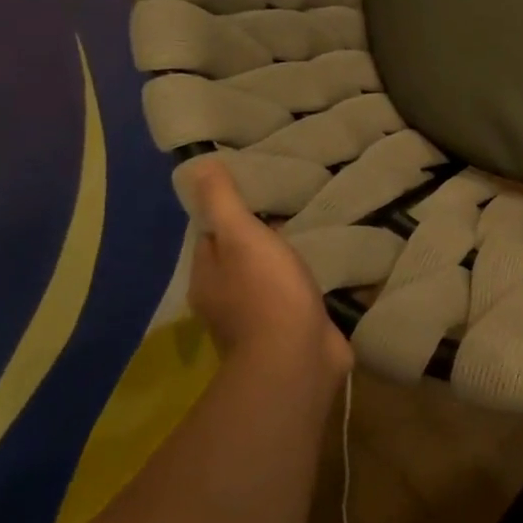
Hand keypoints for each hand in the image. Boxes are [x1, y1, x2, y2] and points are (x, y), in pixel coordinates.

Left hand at [181, 155, 352, 383]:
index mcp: (208, 277)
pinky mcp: (292, 330)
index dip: (227, 214)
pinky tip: (325, 266)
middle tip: (289, 206)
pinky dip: (305, 283)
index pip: (211, 236)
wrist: (297, 357)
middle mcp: (226, 300)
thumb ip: (222, 202)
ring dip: (284, 261)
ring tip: (310, 232)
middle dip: (259, 236)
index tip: (255, 191)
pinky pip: (296, 297)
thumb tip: (197, 165)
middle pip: (239, 258)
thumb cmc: (266, 291)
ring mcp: (260, 319)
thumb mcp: (241, 236)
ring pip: (268, 278)